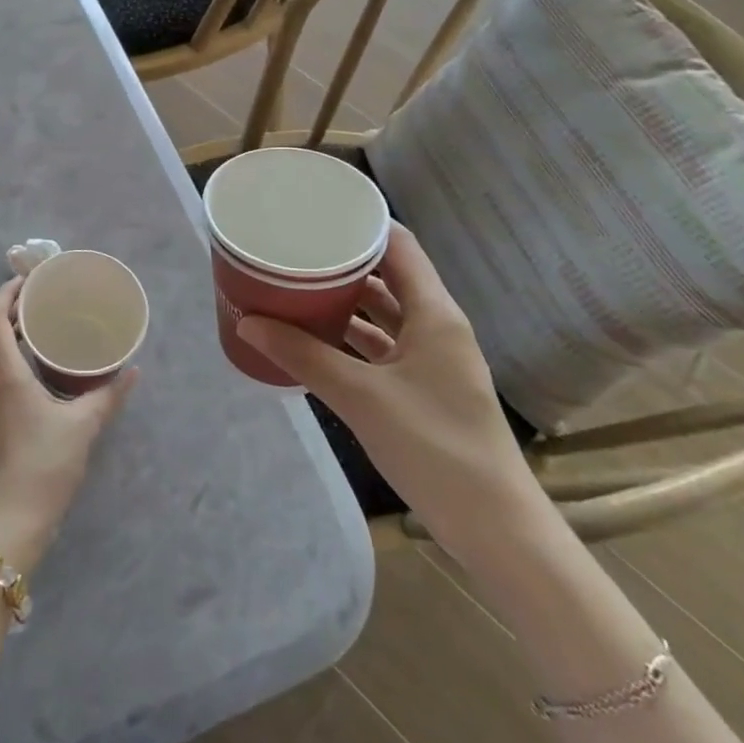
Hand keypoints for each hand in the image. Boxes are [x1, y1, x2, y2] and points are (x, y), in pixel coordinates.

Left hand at [0, 277, 137, 571]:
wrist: (4, 526)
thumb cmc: (43, 469)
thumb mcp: (82, 428)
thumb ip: (108, 396)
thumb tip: (132, 372)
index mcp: (3, 374)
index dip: (6, 292)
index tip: (29, 281)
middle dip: (5, 308)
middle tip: (36, 301)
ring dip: (1, 333)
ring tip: (33, 330)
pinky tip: (25, 371)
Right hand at [235, 227, 545, 557]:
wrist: (496, 530)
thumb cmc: (435, 448)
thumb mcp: (361, 397)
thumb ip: (303, 356)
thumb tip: (247, 322)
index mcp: (434, 313)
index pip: (398, 244)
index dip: (360, 223)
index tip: (315, 213)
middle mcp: (436, 325)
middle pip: (388, 275)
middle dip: (342, 261)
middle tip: (293, 248)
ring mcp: (432, 359)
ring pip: (383, 312)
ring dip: (344, 300)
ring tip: (295, 285)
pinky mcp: (424, 388)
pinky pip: (381, 346)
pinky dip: (350, 337)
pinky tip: (314, 338)